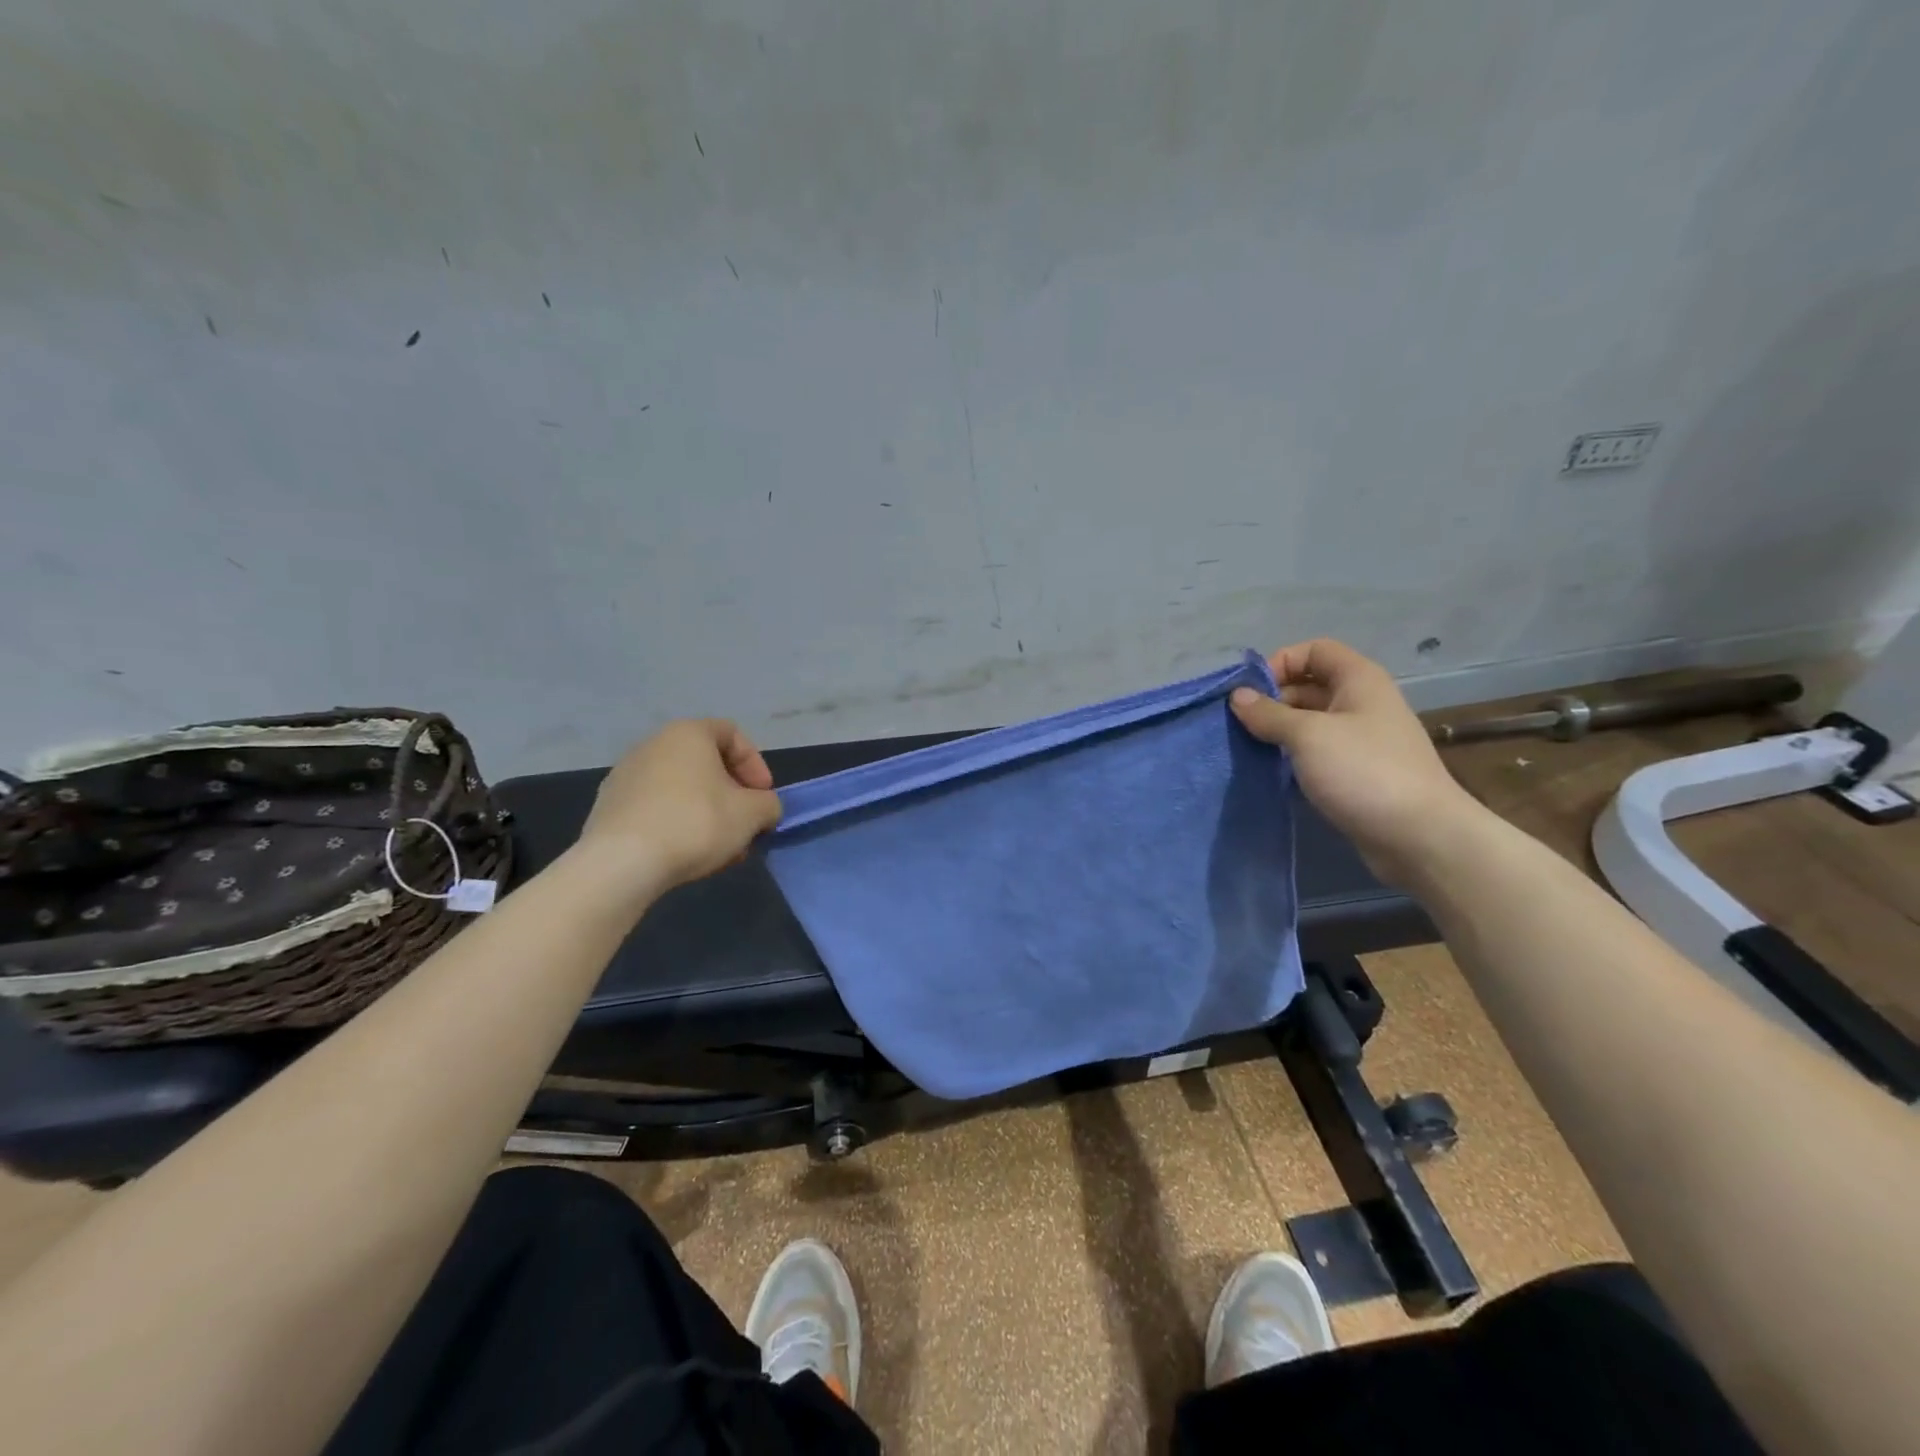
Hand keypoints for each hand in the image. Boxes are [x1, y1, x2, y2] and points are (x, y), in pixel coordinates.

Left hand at [578, 719, 781, 892]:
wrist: (622, 863)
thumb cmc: (696, 823)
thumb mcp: (752, 814)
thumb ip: (769, 805)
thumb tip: (764, 809)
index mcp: (688, 734)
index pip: (732, 734)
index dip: (755, 764)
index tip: (763, 797)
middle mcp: (653, 744)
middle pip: (706, 764)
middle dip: (732, 795)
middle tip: (745, 825)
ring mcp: (625, 775)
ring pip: (681, 788)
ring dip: (707, 812)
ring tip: (719, 847)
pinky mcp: (609, 807)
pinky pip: (656, 808)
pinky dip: (677, 823)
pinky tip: (686, 854)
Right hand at [1230, 639, 1481, 885]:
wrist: (1420, 836)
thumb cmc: (1364, 771)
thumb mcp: (1308, 735)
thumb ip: (1269, 714)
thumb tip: (1237, 696)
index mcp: (1359, 680)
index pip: (1314, 650)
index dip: (1280, 662)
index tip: (1251, 692)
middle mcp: (1362, 703)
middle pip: (1309, 686)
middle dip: (1273, 701)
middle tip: (1240, 726)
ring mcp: (1361, 740)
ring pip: (1311, 723)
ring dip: (1279, 732)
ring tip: (1249, 749)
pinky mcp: (1357, 773)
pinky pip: (1318, 753)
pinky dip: (1293, 757)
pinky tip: (1271, 772)